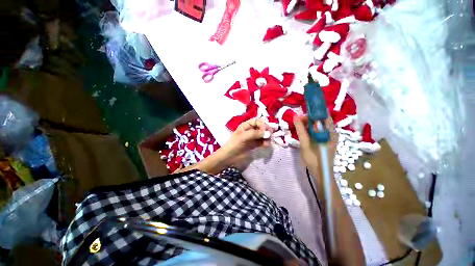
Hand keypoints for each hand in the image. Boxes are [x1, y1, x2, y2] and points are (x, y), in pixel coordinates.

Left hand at [224, 118, 272, 157]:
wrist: (229, 157)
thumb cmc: (234, 144)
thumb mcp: (243, 137)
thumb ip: (255, 134)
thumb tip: (268, 133)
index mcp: (246, 125)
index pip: (258, 121)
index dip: (263, 124)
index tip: (265, 130)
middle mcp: (251, 130)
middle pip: (262, 127)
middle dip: (267, 131)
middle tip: (269, 136)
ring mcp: (254, 137)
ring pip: (264, 135)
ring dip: (267, 138)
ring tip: (267, 144)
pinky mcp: (255, 145)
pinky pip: (263, 141)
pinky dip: (266, 142)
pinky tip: (266, 146)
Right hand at [294, 115, 336, 178]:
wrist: (321, 172)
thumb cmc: (313, 158)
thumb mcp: (305, 143)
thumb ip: (300, 129)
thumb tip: (295, 116)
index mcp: (330, 132)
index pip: (323, 115)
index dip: (312, 113)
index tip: (301, 115)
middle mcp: (332, 132)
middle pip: (321, 120)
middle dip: (309, 119)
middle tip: (298, 121)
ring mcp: (330, 136)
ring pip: (319, 125)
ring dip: (309, 124)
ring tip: (299, 126)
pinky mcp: (327, 140)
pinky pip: (319, 131)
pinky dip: (311, 129)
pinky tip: (305, 132)